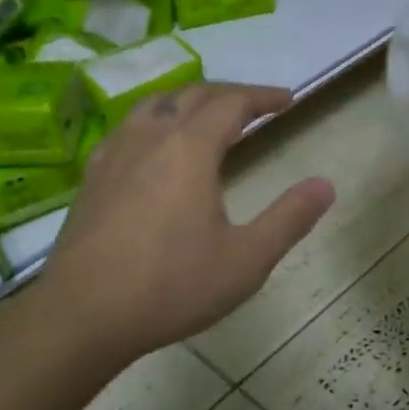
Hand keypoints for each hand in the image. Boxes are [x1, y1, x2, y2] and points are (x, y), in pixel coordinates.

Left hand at [37, 84, 334, 362]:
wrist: (83, 315)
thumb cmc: (172, 286)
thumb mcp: (246, 260)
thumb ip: (289, 219)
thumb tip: (325, 185)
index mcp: (189, 149)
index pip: (231, 103)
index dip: (262, 97)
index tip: (288, 100)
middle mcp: (149, 138)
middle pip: (192, 95)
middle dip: (229, 94)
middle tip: (256, 106)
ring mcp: (113, 155)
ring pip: (154, 105)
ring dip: (188, 101)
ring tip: (208, 117)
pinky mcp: (91, 178)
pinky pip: (128, 129)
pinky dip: (156, 122)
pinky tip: (155, 148)